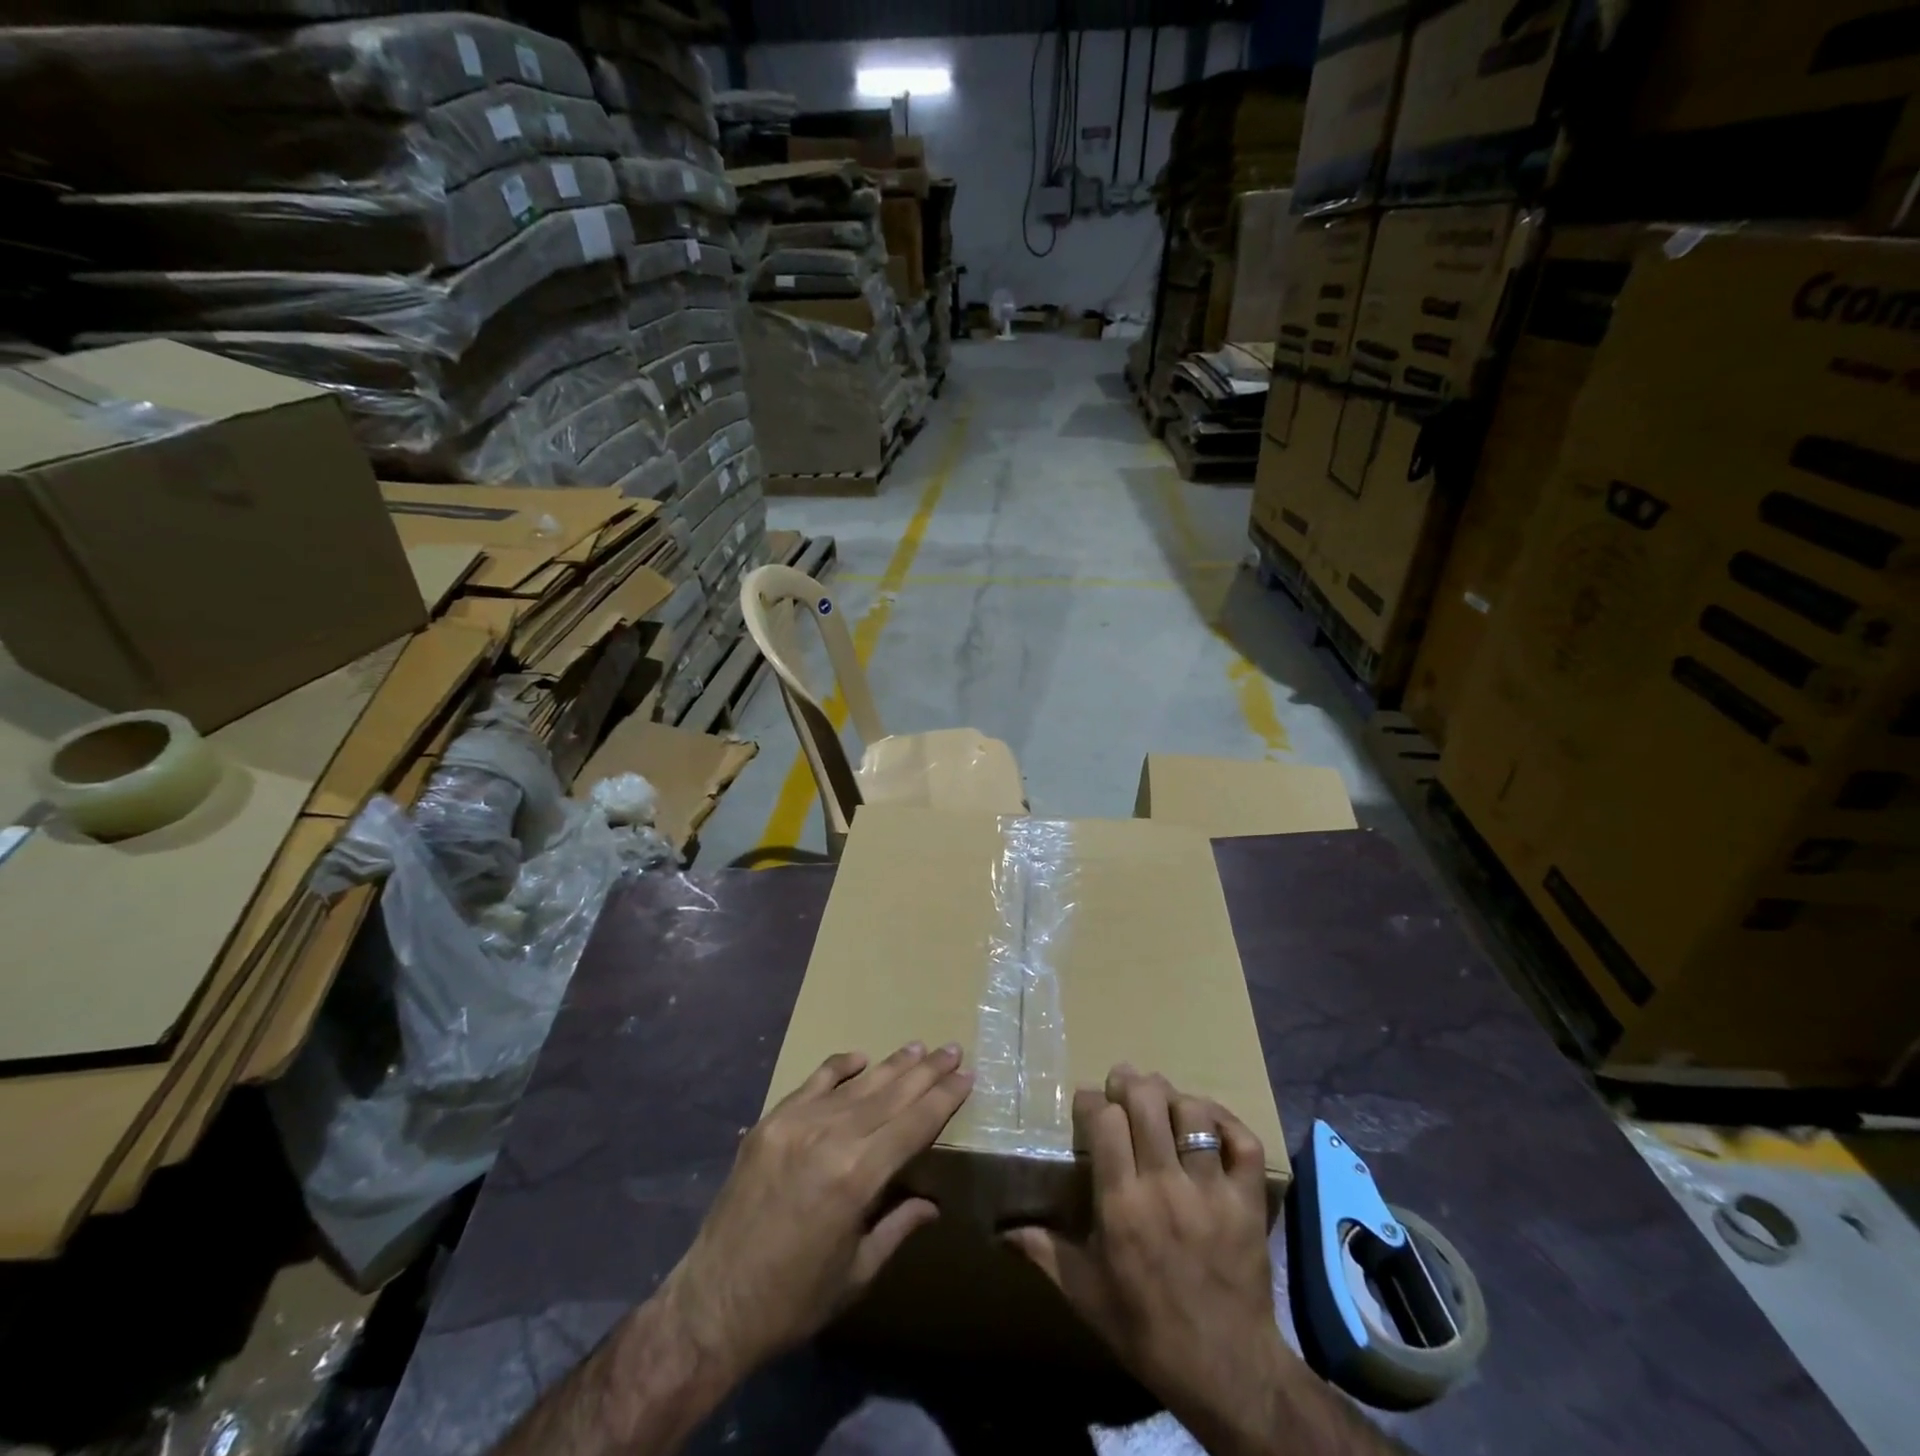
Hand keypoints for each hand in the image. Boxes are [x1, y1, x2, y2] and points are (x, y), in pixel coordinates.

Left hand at [660, 1042, 972, 1381]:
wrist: (713, 1304)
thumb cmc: (794, 1299)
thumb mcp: (857, 1273)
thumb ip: (897, 1226)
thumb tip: (932, 1202)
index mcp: (858, 1177)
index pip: (914, 1124)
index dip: (943, 1098)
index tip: (966, 1075)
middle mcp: (831, 1138)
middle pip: (891, 1094)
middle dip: (926, 1072)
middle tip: (951, 1049)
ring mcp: (796, 1124)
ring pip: (856, 1085)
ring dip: (891, 1065)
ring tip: (918, 1048)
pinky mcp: (770, 1122)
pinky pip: (813, 1083)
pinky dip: (839, 1067)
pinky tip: (860, 1058)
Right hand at [1006, 1066, 1291, 1453]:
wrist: (1227, 1374)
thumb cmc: (1147, 1331)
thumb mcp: (1086, 1295)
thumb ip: (1044, 1252)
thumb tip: (1000, 1232)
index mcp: (1122, 1206)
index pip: (1105, 1121)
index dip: (1091, 1102)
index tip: (1086, 1103)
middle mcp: (1165, 1187)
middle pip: (1147, 1101)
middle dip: (1130, 1083)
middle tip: (1122, 1084)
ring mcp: (1212, 1191)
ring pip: (1193, 1113)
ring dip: (1173, 1098)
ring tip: (1162, 1101)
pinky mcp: (1248, 1201)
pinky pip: (1243, 1141)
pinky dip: (1227, 1122)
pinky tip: (1209, 1122)